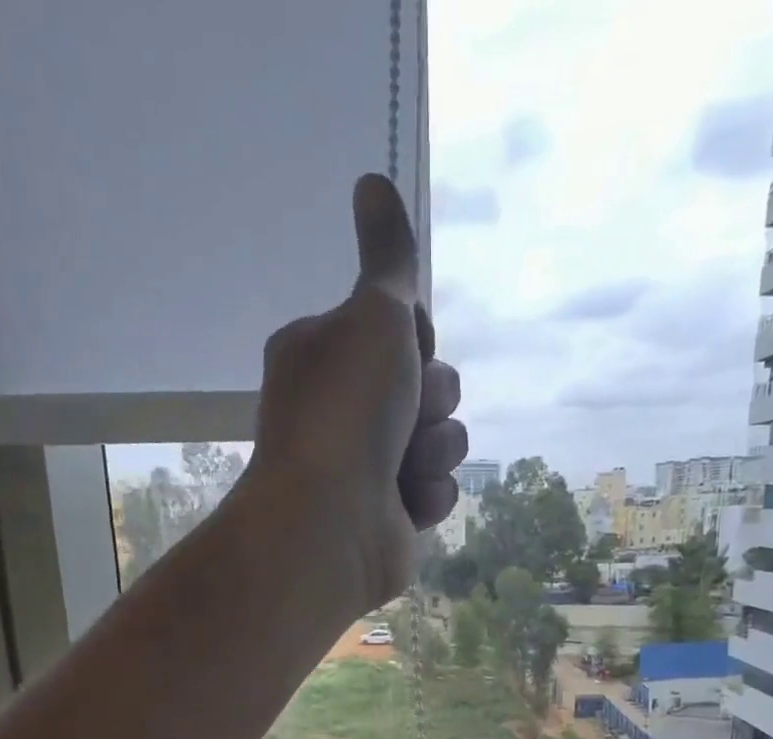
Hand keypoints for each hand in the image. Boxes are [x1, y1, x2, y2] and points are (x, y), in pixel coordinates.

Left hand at [247, 174, 466, 612]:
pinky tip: (403, 505)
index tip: (401, 354)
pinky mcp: (392, 512)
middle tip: (403, 417)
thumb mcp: (373, 318)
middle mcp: (347, 407)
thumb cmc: (347, 413)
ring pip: (443, 439)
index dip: (417, 342)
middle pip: (433, 384)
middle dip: (432, 401)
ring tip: (401, 469)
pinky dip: (427, 495)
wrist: (331, 524)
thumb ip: (388, 260)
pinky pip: (439, 488)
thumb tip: (375, 180)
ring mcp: (370, 464)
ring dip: (434, 451)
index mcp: (329, 353)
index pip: (405, 330)